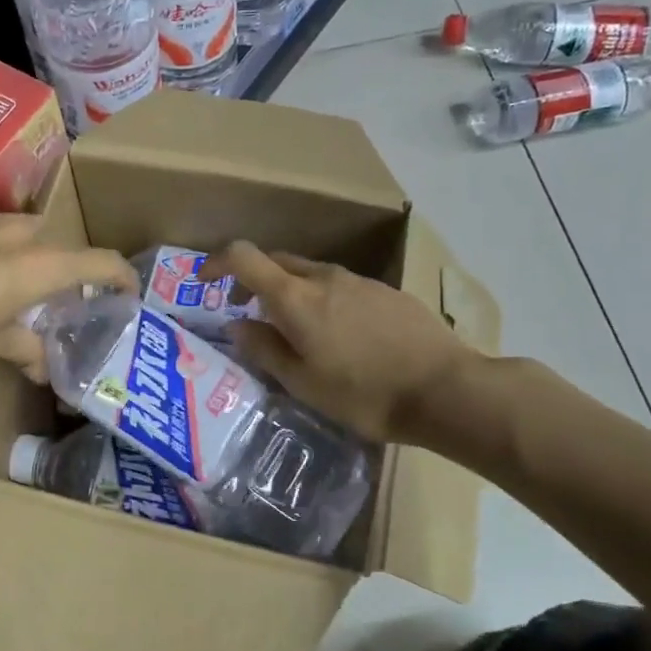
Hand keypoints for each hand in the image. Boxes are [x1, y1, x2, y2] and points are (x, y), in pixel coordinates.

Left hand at [0, 213, 136, 379]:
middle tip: (54, 297)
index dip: (120, 275)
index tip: (127, 291)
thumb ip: (24, 350)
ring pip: (20, 230)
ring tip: (9, 282)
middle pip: (57, 242)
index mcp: (35, 266)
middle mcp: (14, 233)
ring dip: (27, 253)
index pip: (97, 261)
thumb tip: (44, 369)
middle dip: (64, 266)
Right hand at [199, 242, 490, 449]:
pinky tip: (338, 334)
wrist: (446, 390)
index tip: (204, 281)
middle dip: (253, 278)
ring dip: (290, 290)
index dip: (217, 262)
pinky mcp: (386, 292)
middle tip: (246, 311)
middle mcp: (325, 278)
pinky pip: (340, 286)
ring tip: (294, 328)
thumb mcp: (303, 383)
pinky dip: (322, 299)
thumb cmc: (364, 393)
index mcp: (296, 298)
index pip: (244, 257)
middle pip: (278, 261)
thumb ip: (264, 349)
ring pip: (311, 273)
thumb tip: (237, 325)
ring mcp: (359, 282)